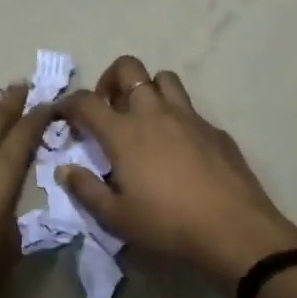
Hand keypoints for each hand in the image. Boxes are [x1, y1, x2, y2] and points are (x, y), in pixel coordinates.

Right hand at [57, 56, 296, 287]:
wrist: (233, 229)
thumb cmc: (168, 224)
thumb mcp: (117, 217)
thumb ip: (87, 190)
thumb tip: (65, 170)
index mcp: (124, 133)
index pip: (86, 102)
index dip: (68, 103)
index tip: (63, 114)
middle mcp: (154, 113)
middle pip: (128, 68)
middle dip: (110, 79)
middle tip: (107, 106)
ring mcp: (188, 117)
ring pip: (164, 78)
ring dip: (147, 88)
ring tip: (143, 117)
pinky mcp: (214, 129)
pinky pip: (189, 108)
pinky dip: (176, 116)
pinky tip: (179, 146)